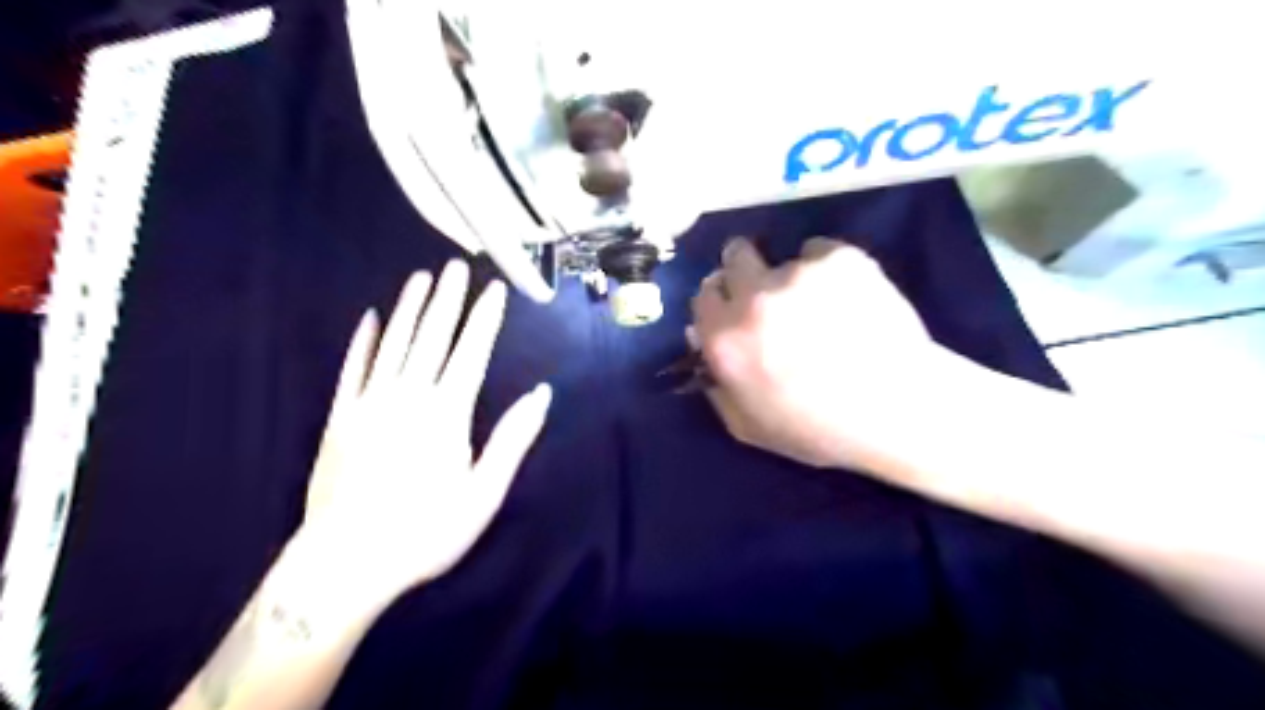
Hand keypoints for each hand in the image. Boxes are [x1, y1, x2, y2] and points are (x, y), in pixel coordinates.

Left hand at [295, 262, 554, 614]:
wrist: (345, 564)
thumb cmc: (426, 532)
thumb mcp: (484, 494)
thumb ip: (512, 439)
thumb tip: (542, 394)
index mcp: (447, 414)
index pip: (472, 352)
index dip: (485, 318)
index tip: (494, 289)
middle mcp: (409, 397)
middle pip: (431, 337)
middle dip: (447, 300)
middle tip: (455, 266)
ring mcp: (369, 404)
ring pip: (393, 344)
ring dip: (408, 308)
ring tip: (420, 278)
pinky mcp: (340, 418)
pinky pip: (352, 369)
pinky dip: (362, 341)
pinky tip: (369, 317)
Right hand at [695, 235, 954, 472]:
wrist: (897, 410)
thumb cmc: (818, 429)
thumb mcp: (748, 427)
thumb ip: (716, 386)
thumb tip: (699, 341)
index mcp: (725, 339)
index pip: (704, 296)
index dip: (720, 301)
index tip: (735, 308)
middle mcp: (753, 298)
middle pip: (734, 257)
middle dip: (745, 270)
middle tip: (769, 291)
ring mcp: (796, 274)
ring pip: (782, 256)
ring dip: (792, 277)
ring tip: (823, 303)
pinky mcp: (838, 258)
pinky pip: (821, 251)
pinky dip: (829, 269)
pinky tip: (849, 297)